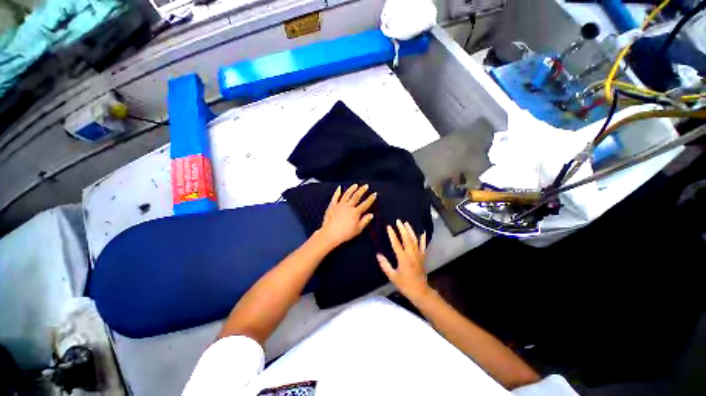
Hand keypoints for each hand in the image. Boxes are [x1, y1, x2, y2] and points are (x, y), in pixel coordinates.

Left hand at [317, 184, 376, 247]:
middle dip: (362, 190)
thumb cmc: (345, 233)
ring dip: (351, 189)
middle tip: (366, 185)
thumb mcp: (358, 229)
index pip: (365, 204)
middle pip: (356, 196)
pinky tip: (339, 188)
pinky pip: (335, 197)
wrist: (330, 233)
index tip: (374, 193)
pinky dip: (337, 192)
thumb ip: (365, 221)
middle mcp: (348, 206)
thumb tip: (371, 215)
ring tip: (355, 185)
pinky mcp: (332, 205)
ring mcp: (340, 205)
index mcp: (356, 212)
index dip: (371, 199)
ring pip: (347, 194)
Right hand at [377, 220, 429, 301]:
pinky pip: (423, 246)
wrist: (420, 291)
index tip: (389, 227)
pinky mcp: (423, 257)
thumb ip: (385, 265)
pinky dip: (423, 239)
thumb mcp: (393, 276)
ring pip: (415, 240)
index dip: (392, 235)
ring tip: (406, 223)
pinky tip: (422, 232)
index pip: (396, 244)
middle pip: (407, 239)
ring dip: (410, 231)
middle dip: (402, 229)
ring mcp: (419, 255)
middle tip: (398, 221)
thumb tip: (378, 255)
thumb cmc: (405, 284)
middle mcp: (411, 254)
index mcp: (403, 259)